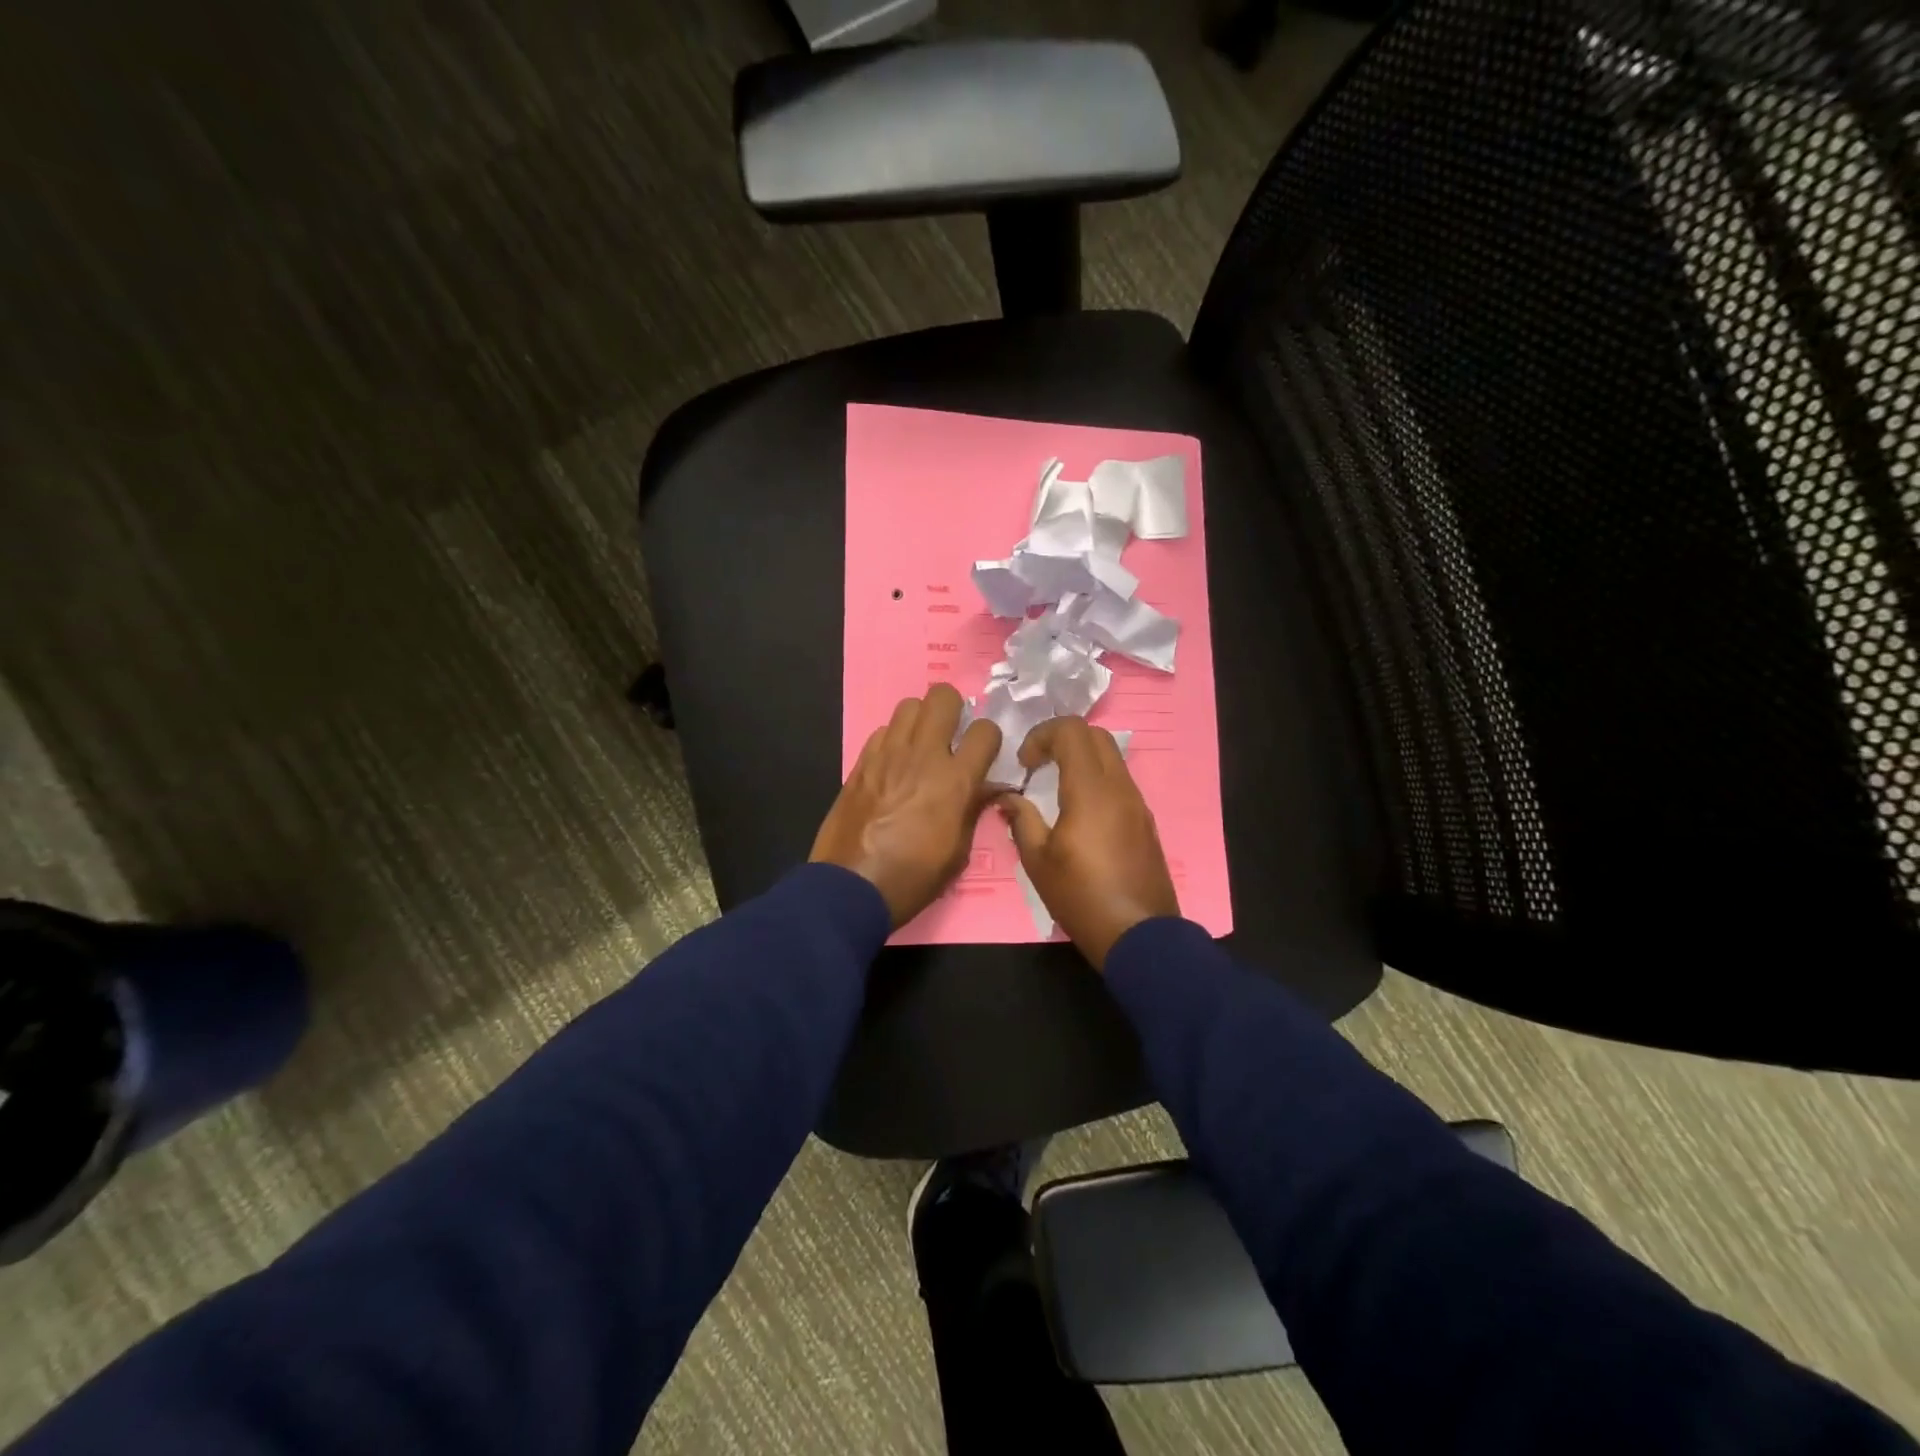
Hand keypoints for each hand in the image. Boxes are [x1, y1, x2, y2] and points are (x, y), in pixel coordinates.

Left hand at [811, 685, 1002, 926]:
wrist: (851, 887)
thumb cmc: (913, 878)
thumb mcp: (958, 853)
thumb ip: (973, 810)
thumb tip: (987, 788)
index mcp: (955, 780)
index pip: (985, 730)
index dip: (988, 739)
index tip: (983, 754)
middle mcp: (923, 755)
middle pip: (942, 696)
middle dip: (953, 708)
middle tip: (951, 733)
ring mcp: (887, 754)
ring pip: (909, 705)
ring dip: (921, 719)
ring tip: (921, 744)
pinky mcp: (861, 762)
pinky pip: (882, 731)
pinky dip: (893, 739)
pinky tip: (893, 764)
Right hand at [996, 717, 1179, 970]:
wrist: (1138, 934)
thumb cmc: (1081, 897)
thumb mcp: (1037, 861)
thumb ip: (1021, 819)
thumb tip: (1007, 798)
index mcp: (1091, 790)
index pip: (1072, 730)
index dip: (1042, 734)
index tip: (1024, 764)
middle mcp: (1119, 787)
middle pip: (1095, 735)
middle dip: (1062, 739)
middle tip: (1038, 765)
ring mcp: (1137, 803)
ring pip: (1111, 757)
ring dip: (1081, 759)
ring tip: (1055, 787)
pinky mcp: (1144, 820)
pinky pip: (1119, 781)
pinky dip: (1096, 779)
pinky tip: (1079, 810)